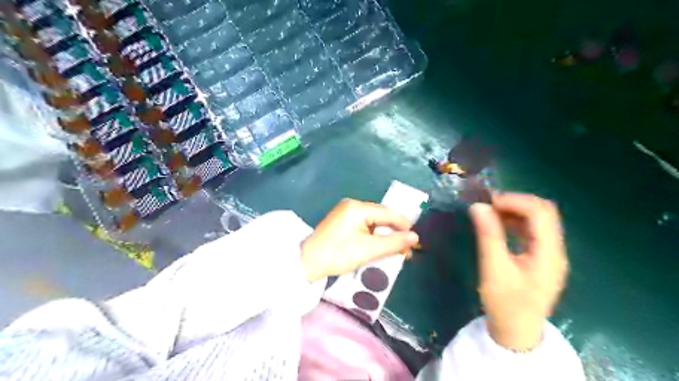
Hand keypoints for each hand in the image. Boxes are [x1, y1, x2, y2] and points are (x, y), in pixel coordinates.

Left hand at [300, 199, 419, 281]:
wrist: (308, 263)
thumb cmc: (338, 254)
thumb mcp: (368, 250)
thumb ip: (393, 243)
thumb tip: (415, 237)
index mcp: (357, 207)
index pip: (388, 213)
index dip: (404, 226)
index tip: (416, 240)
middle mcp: (352, 205)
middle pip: (381, 217)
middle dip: (394, 233)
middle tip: (407, 249)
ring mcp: (345, 212)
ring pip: (373, 222)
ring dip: (384, 236)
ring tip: (396, 250)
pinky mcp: (342, 222)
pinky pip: (364, 226)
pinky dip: (373, 236)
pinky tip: (380, 246)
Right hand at [467, 193, 568, 350]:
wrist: (517, 332)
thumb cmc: (506, 303)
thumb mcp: (494, 269)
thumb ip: (488, 236)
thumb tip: (478, 207)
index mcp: (549, 253)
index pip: (539, 212)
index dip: (514, 201)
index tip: (488, 202)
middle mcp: (555, 249)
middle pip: (543, 212)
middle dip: (516, 203)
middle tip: (489, 205)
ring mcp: (550, 254)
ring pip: (539, 220)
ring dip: (516, 211)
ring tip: (491, 213)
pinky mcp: (542, 258)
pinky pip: (533, 231)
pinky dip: (516, 222)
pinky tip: (499, 225)